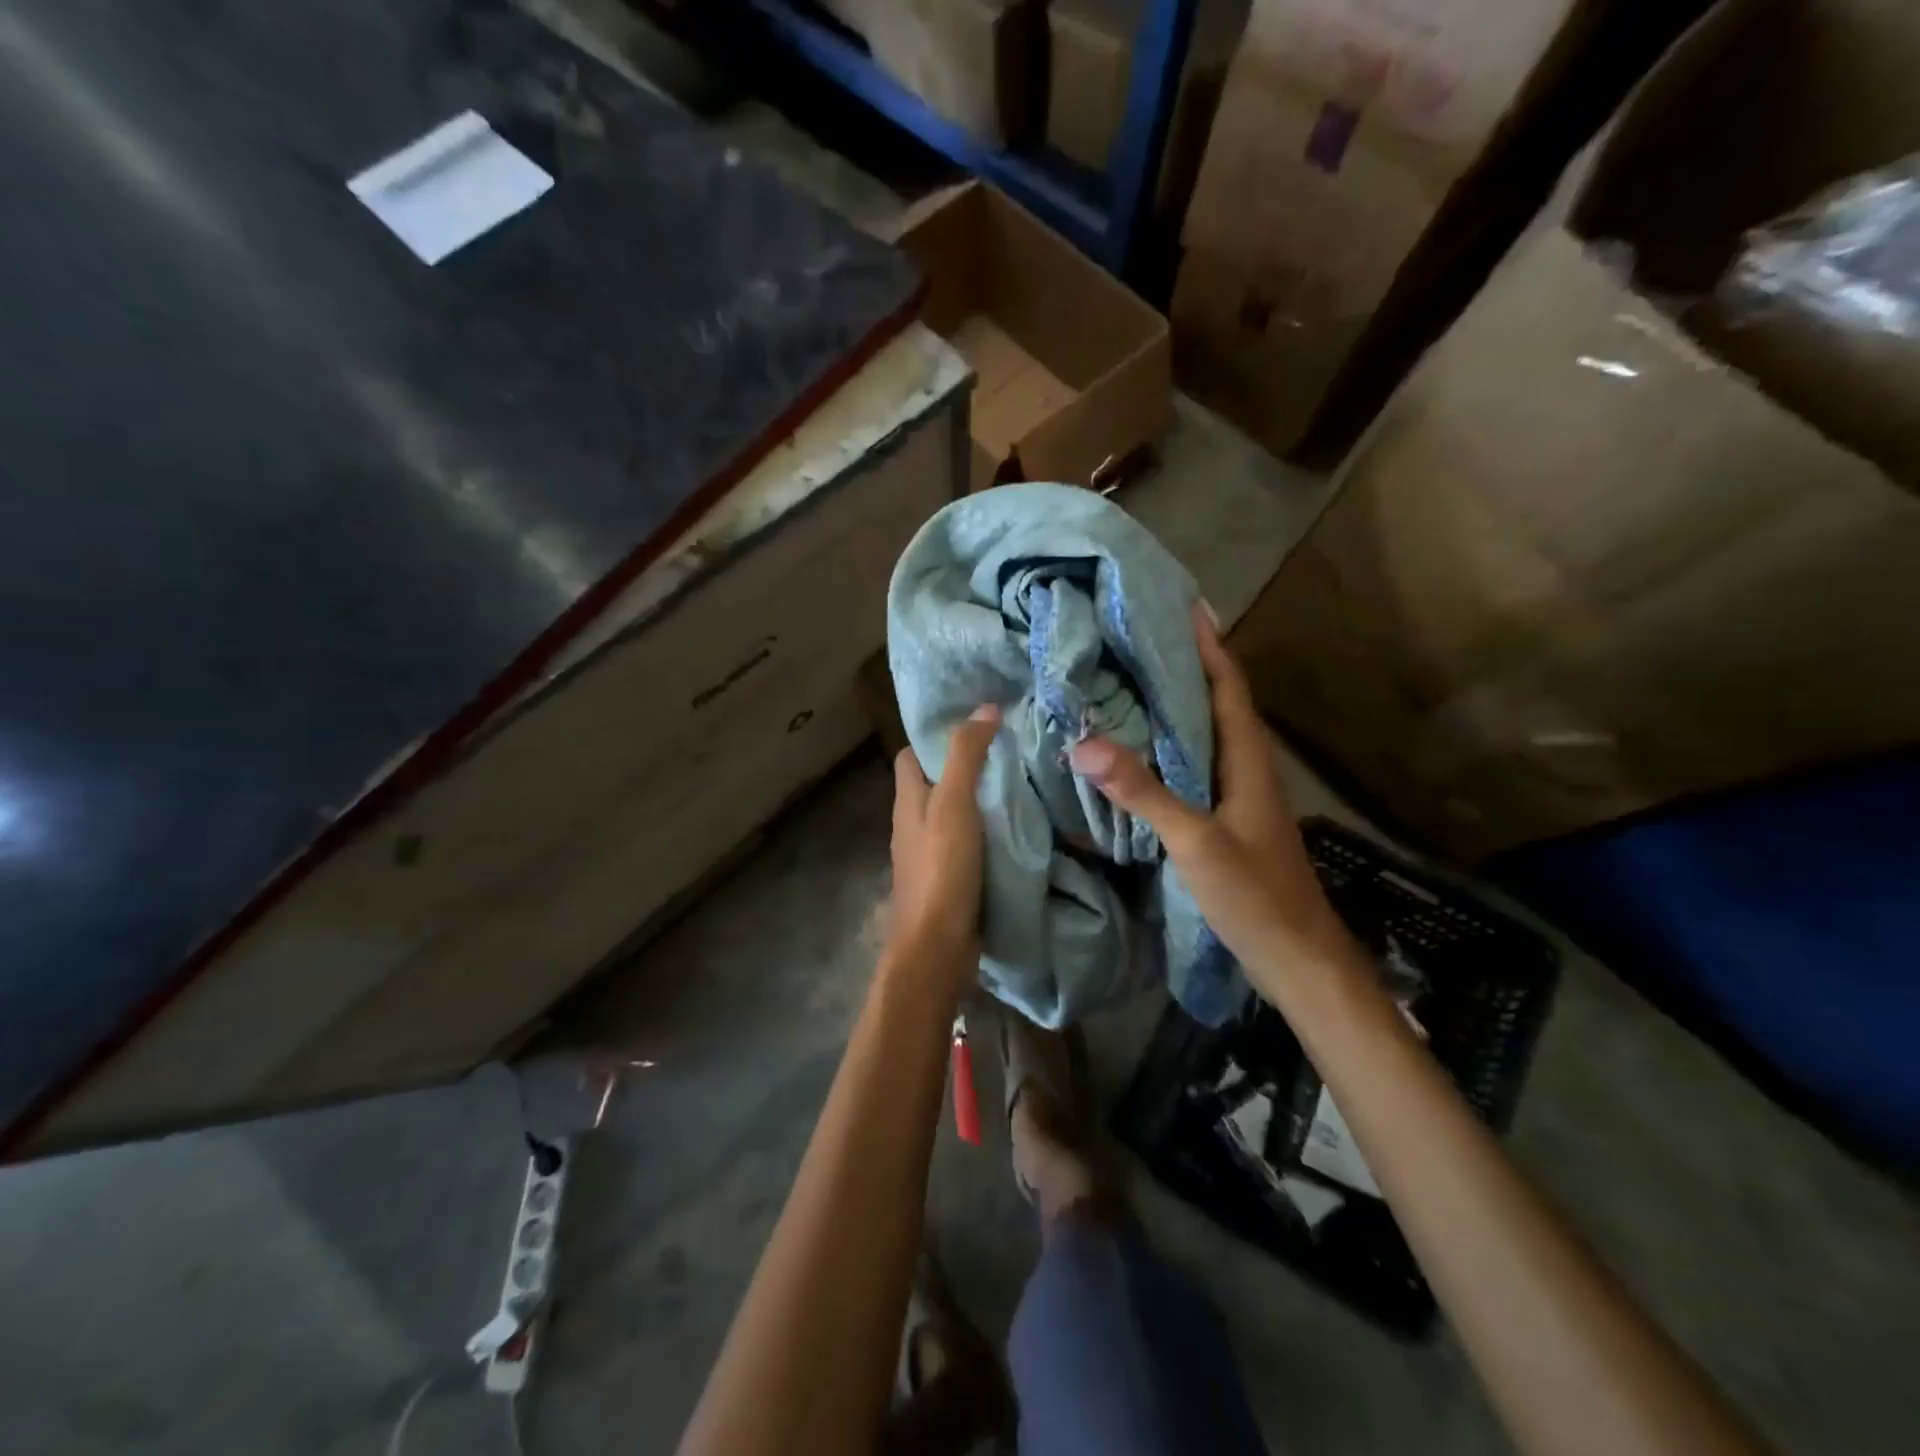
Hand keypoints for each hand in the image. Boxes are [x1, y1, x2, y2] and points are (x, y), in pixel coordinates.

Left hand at [886, 704, 1000, 996]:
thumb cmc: (941, 868)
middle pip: (934, 785)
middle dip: (965, 768)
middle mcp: (912, 825)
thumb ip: (966, 755)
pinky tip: (1017, 831)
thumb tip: (986, 708)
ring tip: (1020, 786)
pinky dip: (987, 835)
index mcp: (907, 801)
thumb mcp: (954, 803)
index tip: (974, 727)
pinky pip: (968, 846)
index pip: (910, 755)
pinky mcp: (949, 881)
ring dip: (980, 803)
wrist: (936, 947)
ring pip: (953, 816)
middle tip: (1009, 753)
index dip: (934, 738)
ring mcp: (929, 856)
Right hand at [1067, 605, 1354, 996]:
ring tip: (1130, 681)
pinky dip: (1168, 748)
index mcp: (1248, 760)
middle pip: (1216, 702)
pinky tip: (1139, 752)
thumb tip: (1084, 742)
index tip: (1182, 605)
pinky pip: (1194, 769)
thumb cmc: (1256, 896)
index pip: (1228, 686)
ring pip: (1204, 735)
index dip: (1208, 644)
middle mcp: (1246, 768)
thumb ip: (1143, 792)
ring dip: (1175, 705)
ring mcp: (1237, 797)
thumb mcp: (1196, 842)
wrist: (1299, 960)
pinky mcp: (1226, 821)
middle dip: (1185, 665)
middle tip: (1137, 638)